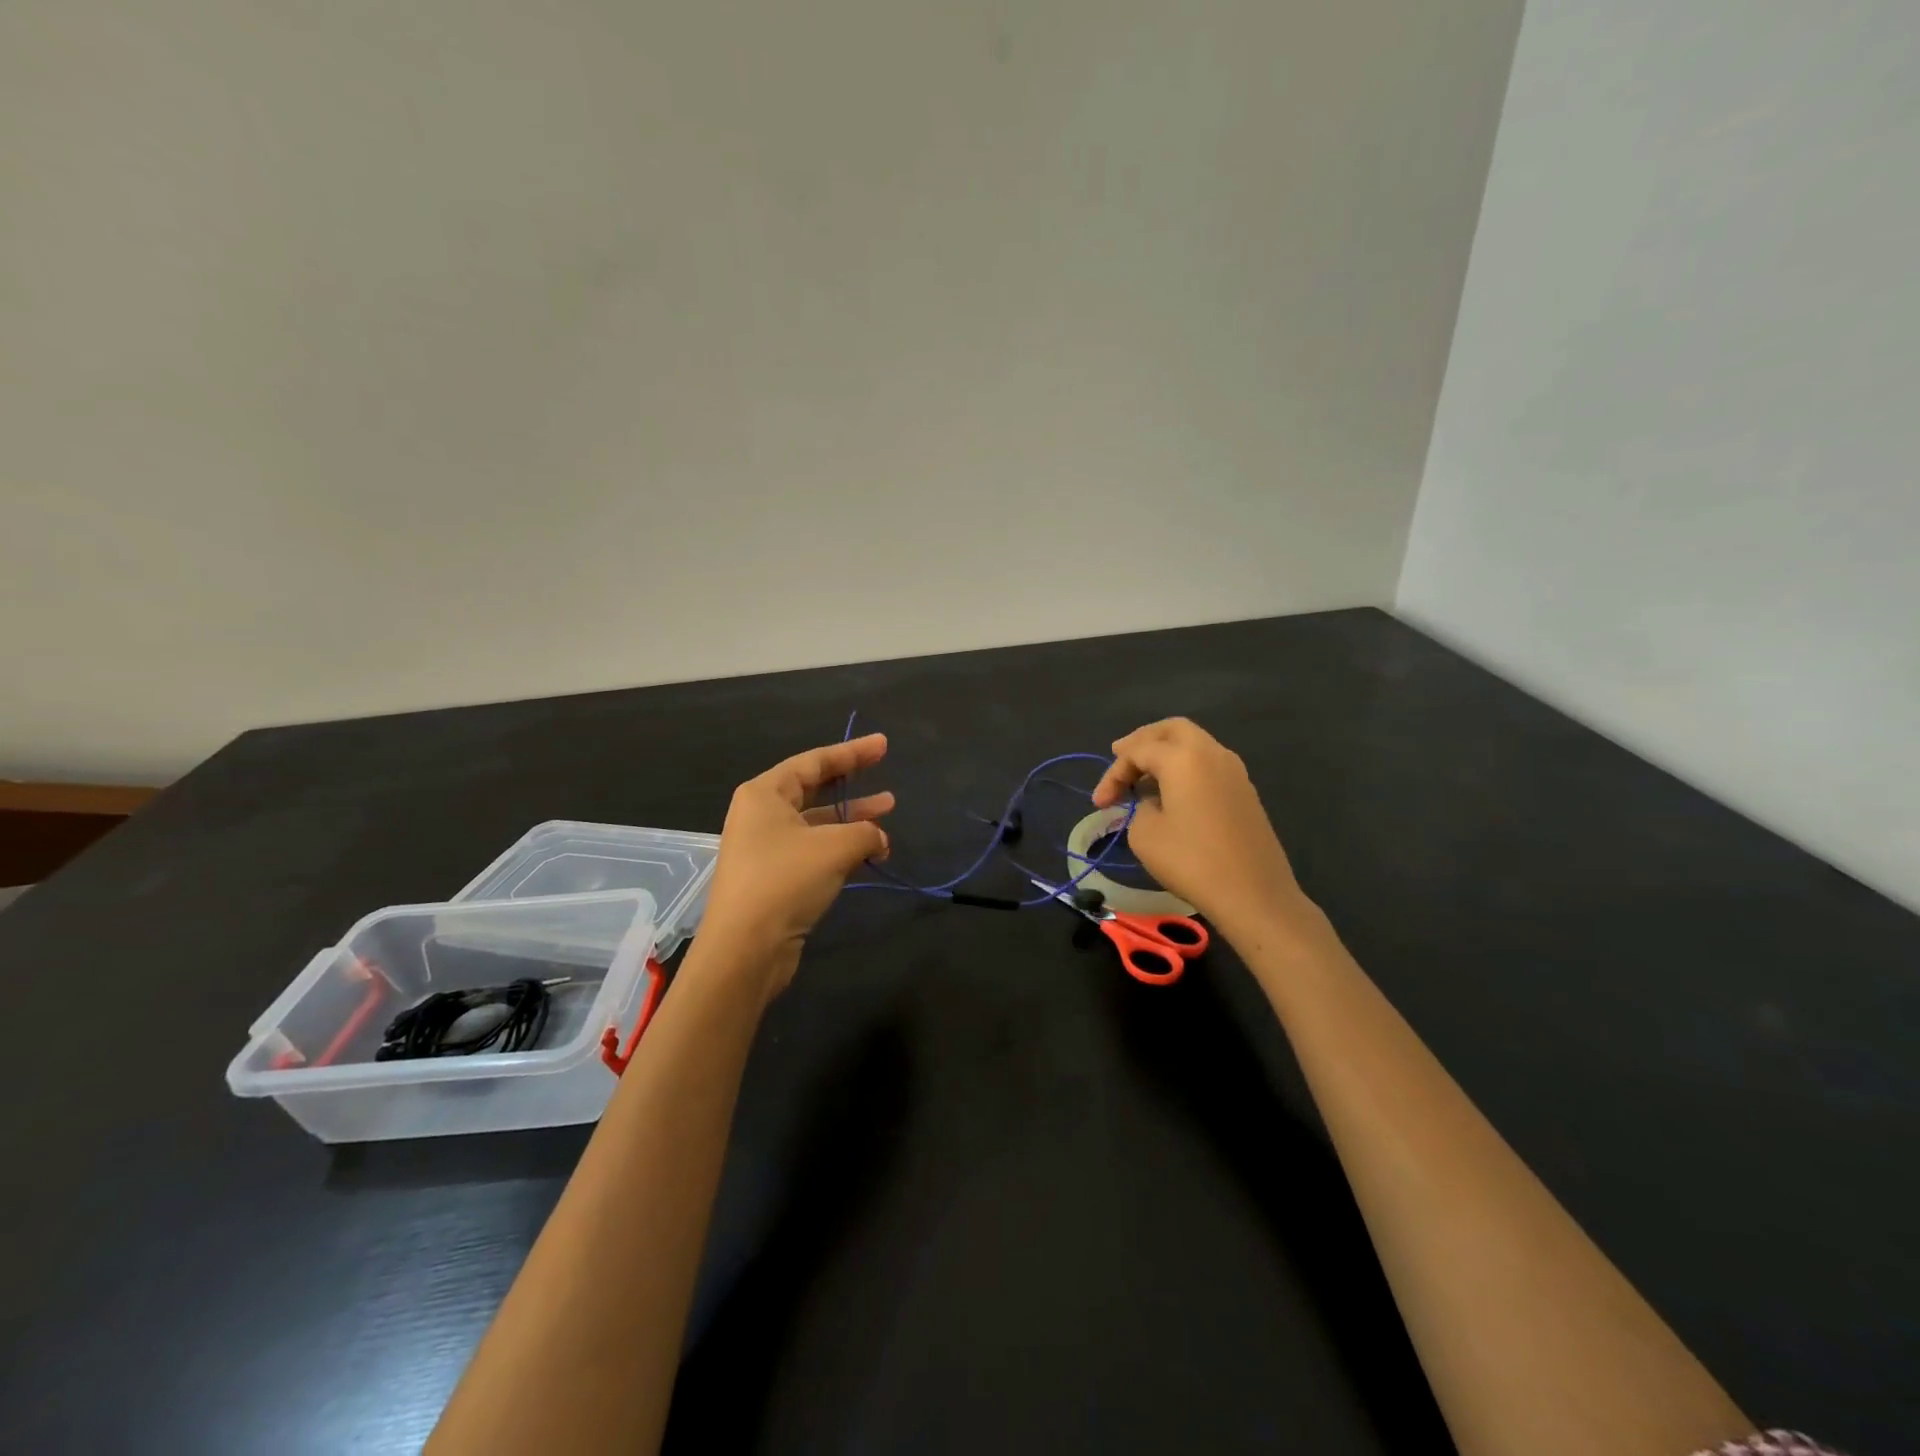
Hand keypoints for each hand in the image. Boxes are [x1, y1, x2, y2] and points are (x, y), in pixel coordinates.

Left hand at [699, 733, 893, 997]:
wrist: (745, 949)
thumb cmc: (785, 881)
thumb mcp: (834, 847)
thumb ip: (865, 832)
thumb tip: (879, 838)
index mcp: (765, 794)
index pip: (813, 761)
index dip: (851, 752)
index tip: (883, 744)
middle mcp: (761, 815)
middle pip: (813, 788)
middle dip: (851, 782)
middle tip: (884, 771)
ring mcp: (766, 848)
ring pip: (817, 822)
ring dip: (852, 819)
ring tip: (888, 811)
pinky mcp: (775, 878)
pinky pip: (814, 850)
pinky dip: (842, 848)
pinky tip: (871, 852)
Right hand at [1091, 718, 1306, 937]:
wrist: (1254, 894)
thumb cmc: (1192, 861)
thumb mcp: (1145, 834)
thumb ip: (1140, 807)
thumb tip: (1154, 802)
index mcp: (1184, 757)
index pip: (1137, 751)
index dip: (1113, 774)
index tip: (1099, 804)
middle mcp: (1212, 753)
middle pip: (1172, 730)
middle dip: (1142, 740)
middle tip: (1120, 755)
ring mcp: (1234, 771)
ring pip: (1194, 744)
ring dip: (1166, 753)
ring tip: (1143, 775)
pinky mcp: (1245, 792)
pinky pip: (1208, 764)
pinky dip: (1185, 767)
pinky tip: (1172, 791)